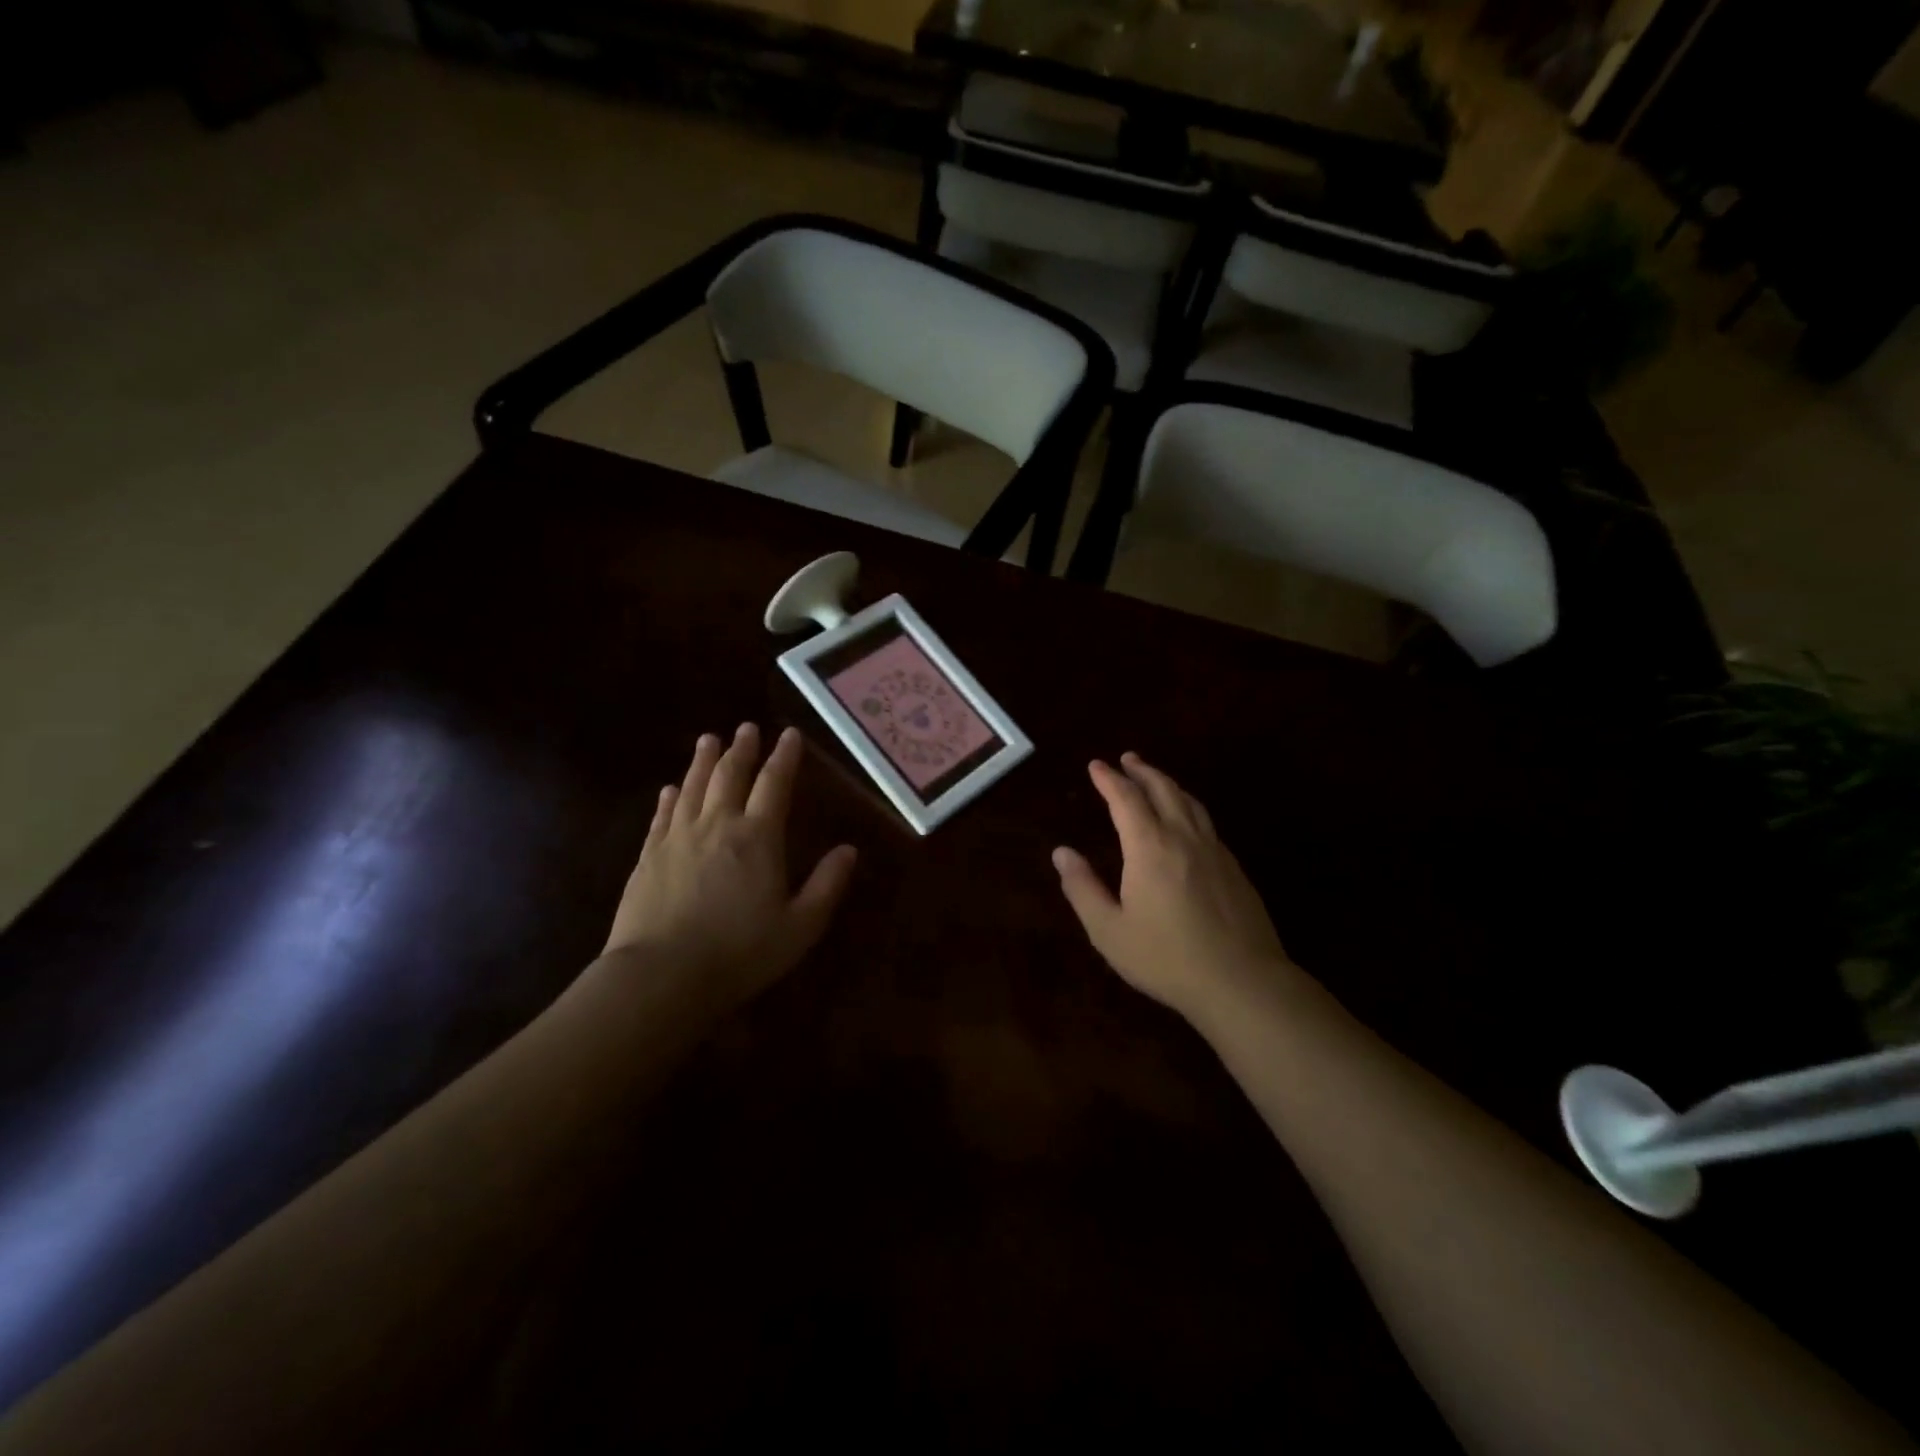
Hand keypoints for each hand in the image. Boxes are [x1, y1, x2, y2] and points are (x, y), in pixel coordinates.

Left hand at [598, 724, 856, 1012]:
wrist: (661, 976)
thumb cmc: (740, 952)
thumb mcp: (800, 926)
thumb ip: (827, 885)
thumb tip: (849, 850)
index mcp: (758, 837)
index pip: (775, 784)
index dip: (784, 757)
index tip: (789, 734)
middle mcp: (717, 825)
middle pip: (729, 775)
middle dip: (742, 749)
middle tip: (747, 727)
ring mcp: (677, 838)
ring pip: (692, 787)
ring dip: (703, 761)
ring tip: (709, 740)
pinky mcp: (648, 857)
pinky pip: (662, 815)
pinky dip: (670, 797)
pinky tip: (670, 789)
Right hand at [1053, 754, 1295, 1024]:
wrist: (1242, 982)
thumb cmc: (1166, 958)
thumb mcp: (1109, 930)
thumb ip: (1083, 888)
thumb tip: (1062, 853)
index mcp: (1150, 847)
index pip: (1126, 799)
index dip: (1109, 779)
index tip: (1096, 766)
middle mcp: (1184, 838)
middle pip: (1163, 790)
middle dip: (1142, 771)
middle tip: (1127, 759)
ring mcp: (1215, 851)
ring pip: (1190, 802)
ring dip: (1168, 784)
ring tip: (1155, 779)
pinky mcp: (1234, 868)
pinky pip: (1207, 822)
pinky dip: (1189, 807)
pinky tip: (1187, 821)